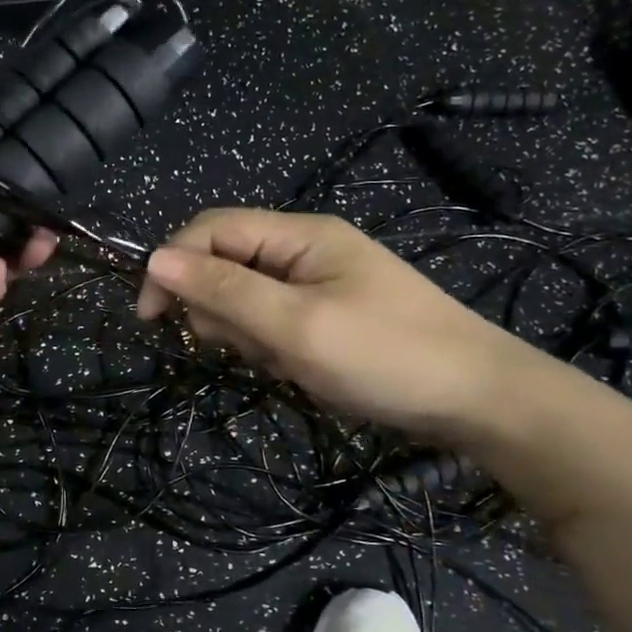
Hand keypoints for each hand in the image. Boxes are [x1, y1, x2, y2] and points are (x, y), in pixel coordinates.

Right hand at [136, 207, 551, 441]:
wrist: (481, 401)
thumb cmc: (385, 357)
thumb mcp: (296, 325)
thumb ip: (224, 291)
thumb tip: (154, 258)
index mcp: (300, 235)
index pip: (211, 229)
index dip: (171, 265)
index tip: (150, 318)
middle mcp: (304, 250)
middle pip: (224, 263)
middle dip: (217, 308)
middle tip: (245, 348)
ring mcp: (317, 284)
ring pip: (244, 298)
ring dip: (245, 333)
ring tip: (280, 362)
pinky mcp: (326, 315)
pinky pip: (272, 322)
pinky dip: (270, 347)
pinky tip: (295, 369)